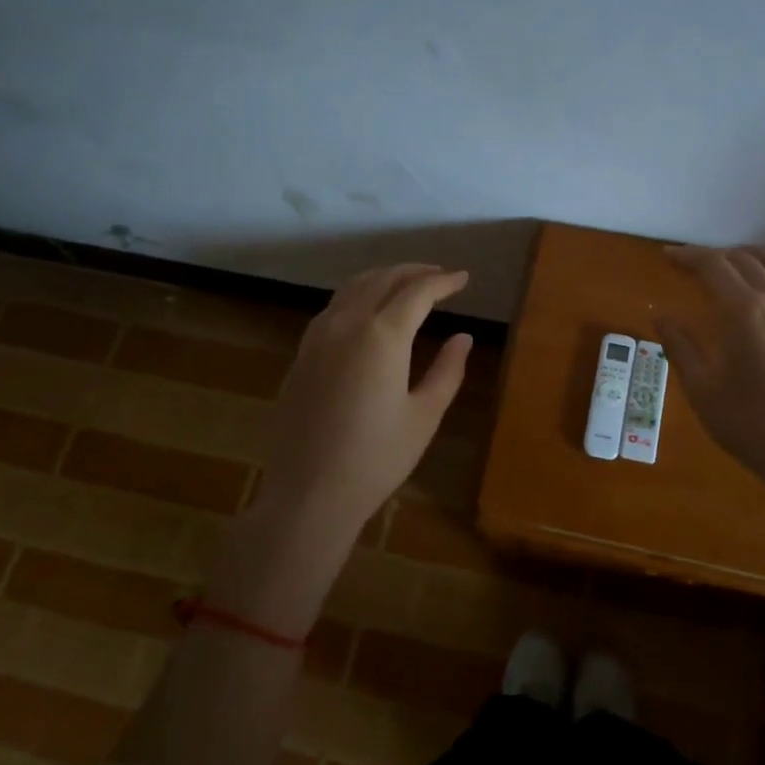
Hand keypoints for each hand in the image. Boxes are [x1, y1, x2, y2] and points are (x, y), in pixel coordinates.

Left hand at [205, 264, 472, 638]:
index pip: (418, 291)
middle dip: (414, 271)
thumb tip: (463, 337)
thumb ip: (447, 370)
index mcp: (382, 335)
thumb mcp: (424, 415)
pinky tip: (367, 310)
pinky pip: (333, 307)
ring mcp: (317, 337)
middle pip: (383, 279)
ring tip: (407, 284)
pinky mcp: (301, 354)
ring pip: (353, 287)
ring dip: (383, 278)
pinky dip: (357, 295)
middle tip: (439, 275)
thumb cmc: (376, 458)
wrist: (309, 493)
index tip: (463, 278)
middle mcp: (346, 323)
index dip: (443, 281)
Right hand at [657, 246, 764, 529]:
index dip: (687, 257)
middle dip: (712, 256)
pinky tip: (759, 292)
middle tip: (687, 263)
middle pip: (743, 260)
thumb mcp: (703, 390)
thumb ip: (680, 347)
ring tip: (727, 263)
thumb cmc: (753, 426)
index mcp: (744, 311)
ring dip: (748, 255)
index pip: (713, 266)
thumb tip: (661, 315)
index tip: (666, 256)